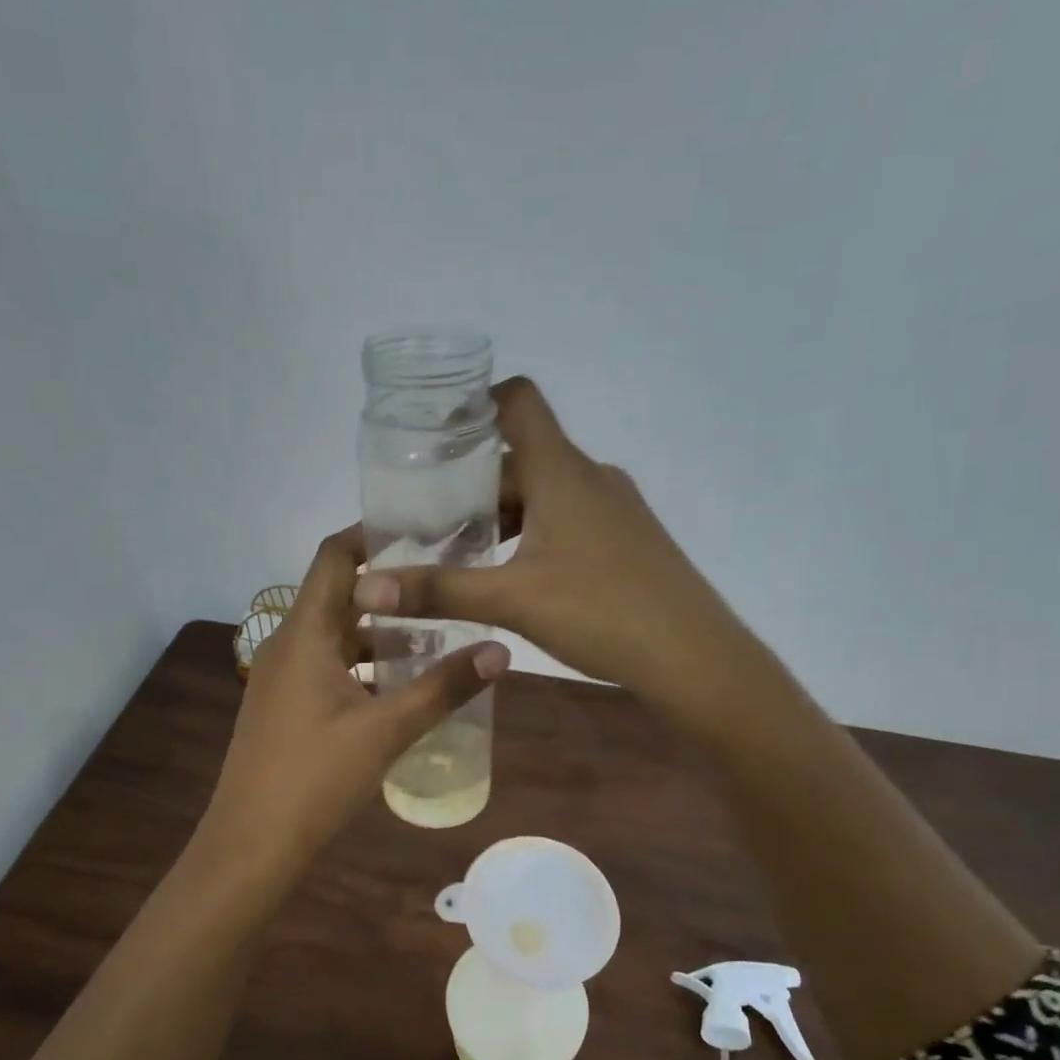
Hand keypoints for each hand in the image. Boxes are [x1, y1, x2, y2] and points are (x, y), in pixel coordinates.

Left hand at [204, 526, 509, 876]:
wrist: (251, 844)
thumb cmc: (315, 778)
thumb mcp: (387, 730)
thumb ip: (443, 688)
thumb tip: (501, 652)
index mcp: (304, 634)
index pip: (334, 556)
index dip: (373, 534)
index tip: (423, 531)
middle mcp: (287, 644)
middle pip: (338, 593)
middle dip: (388, 587)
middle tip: (444, 583)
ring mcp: (281, 677)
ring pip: (334, 635)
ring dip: (378, 631)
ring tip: (435, 634)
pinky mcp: (283, 705)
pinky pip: (326, 665)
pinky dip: (362, 663)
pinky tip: (399, 686)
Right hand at [353, 378, 739, 726]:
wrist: (695, 657)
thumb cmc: (602, 613)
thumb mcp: (511, 601)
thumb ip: (438, 590)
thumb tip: (365, 588)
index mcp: (563, 471)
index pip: (519, 401)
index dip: (475, 402)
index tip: (432, 433)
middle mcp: (590, 477)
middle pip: (521, 456)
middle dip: (471, 482)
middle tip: (426, 517)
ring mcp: (614, 508)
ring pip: (545, 492)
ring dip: (502, 513)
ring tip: (460, 550)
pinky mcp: (627, 539)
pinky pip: (568, 518)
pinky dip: (532, 533)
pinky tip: (512, 575)